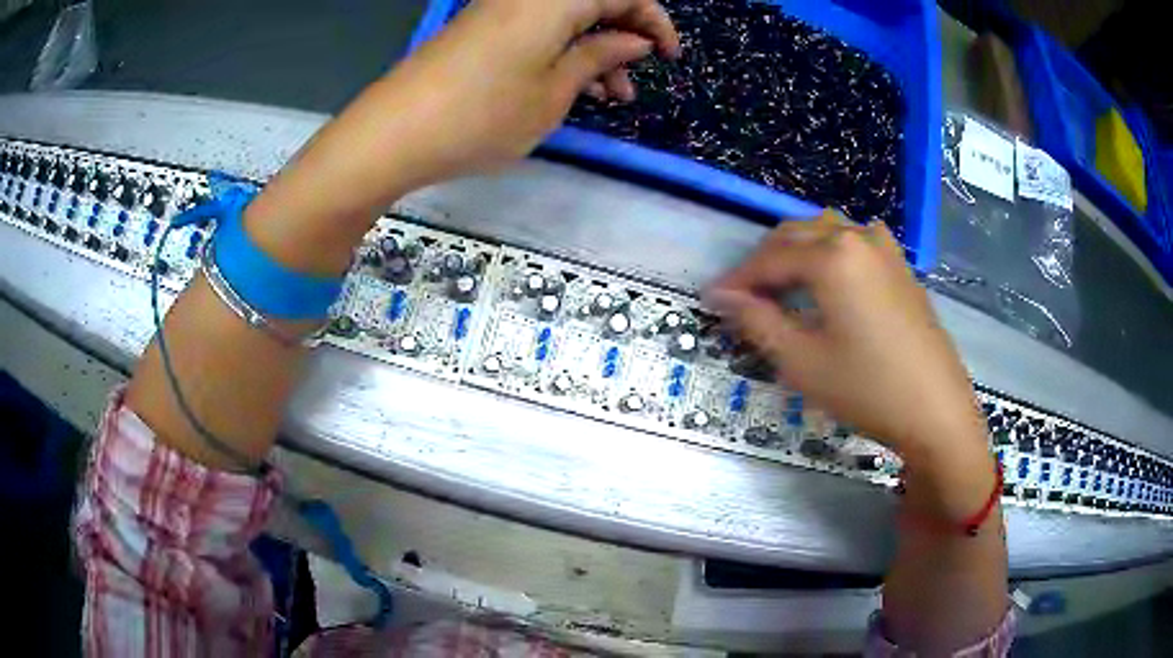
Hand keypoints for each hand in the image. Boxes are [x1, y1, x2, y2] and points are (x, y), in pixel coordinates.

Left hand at [383, 0, 679, 185]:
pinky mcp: (480, 29)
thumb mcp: (554, 93)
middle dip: (623, 38)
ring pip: (565, 18)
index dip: (654, 21)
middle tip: (629, 86)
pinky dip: (560, 52)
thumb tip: (633, 40)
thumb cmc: (482, 115)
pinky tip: (567, 88)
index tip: (669, 57)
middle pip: (592, 1)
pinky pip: (536, 29)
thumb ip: (599, 57)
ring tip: (606, 99)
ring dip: (593, 51)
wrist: (393, 133)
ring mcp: (499, 9)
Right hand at [705, 212, 986, 461]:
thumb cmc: (867, 389)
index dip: (737, 279)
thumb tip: (723, 298)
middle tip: (743, 297)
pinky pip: (854, 241)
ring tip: (781, 286)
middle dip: (764, 262)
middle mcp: (857, 237)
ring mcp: (885, 248)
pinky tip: (829, 278)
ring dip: (796, 252)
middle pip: (796, 235)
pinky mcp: (901, 265)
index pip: (769, 258)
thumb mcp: (803, 362)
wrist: (936, 410)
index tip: (711, 299)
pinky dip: (830, 252)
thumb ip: (757, 322)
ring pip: (826, 232)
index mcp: (832, 255)